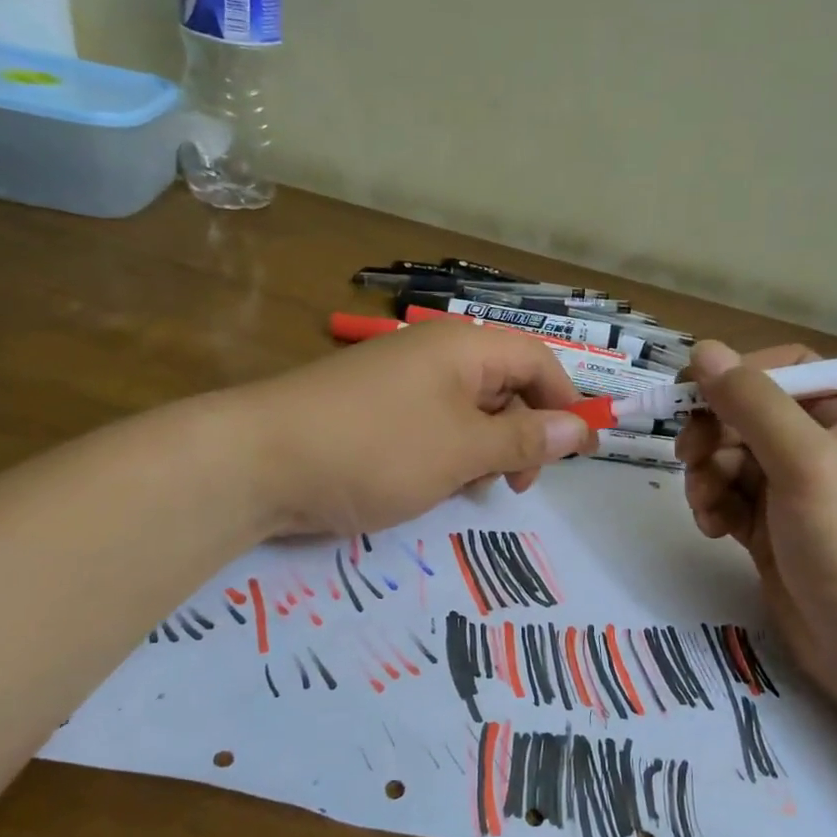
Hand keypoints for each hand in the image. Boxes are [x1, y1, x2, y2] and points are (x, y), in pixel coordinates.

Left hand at [231, 320, 595, 536]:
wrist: (257, 463)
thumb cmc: (376, 449)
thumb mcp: (463, 449)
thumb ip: (525, 439)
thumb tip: (579, 430)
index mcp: (463, 347)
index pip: (537, 360)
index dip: (565, 403)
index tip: (578, 455)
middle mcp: (434, 353)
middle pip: (504, 384)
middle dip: (523, 433)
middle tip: (514, 485)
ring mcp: (398, 381)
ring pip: (467, 410)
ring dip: (484, 448)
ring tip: (470, 489)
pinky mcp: (372, 410)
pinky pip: (430, 425)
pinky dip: (446, 453)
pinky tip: (432, 485)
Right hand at [676, 341, 836, 705]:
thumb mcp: (805, 462)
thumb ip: (752, 403)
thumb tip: (703, 349)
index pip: (783, 368)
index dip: (735, 376)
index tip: (690, 398)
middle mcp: (822, 446)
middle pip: (747, 415)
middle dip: (713, 435)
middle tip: (689, 459)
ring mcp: (797, 492)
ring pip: (731, 459)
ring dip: (707, 476)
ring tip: (706, 507)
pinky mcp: (775, 532)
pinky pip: (731, 499)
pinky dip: (715, 507)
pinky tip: (715, 530)